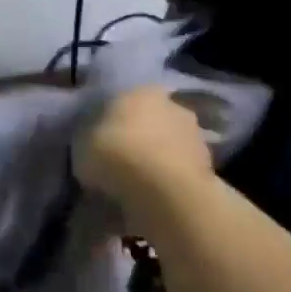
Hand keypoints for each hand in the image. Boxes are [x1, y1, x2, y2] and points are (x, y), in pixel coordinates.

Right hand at [74, 87, 214, 228]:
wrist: (164, 191)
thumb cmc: (116, 155)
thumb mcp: (81, 146)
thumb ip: (89, 142)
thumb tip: (93, 148)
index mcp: (140, 90)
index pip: (123, 100)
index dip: (111, 123)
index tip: (101, 144)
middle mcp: (172, 105)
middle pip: (149, 122)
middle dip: (138, 141)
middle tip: (119, 167)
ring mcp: (194, 135)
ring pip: (167, 147)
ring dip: (156, 163)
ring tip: (137, 190)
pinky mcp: (209, 166)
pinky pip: (179, 172)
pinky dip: (169, 183)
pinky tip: (155, 201)